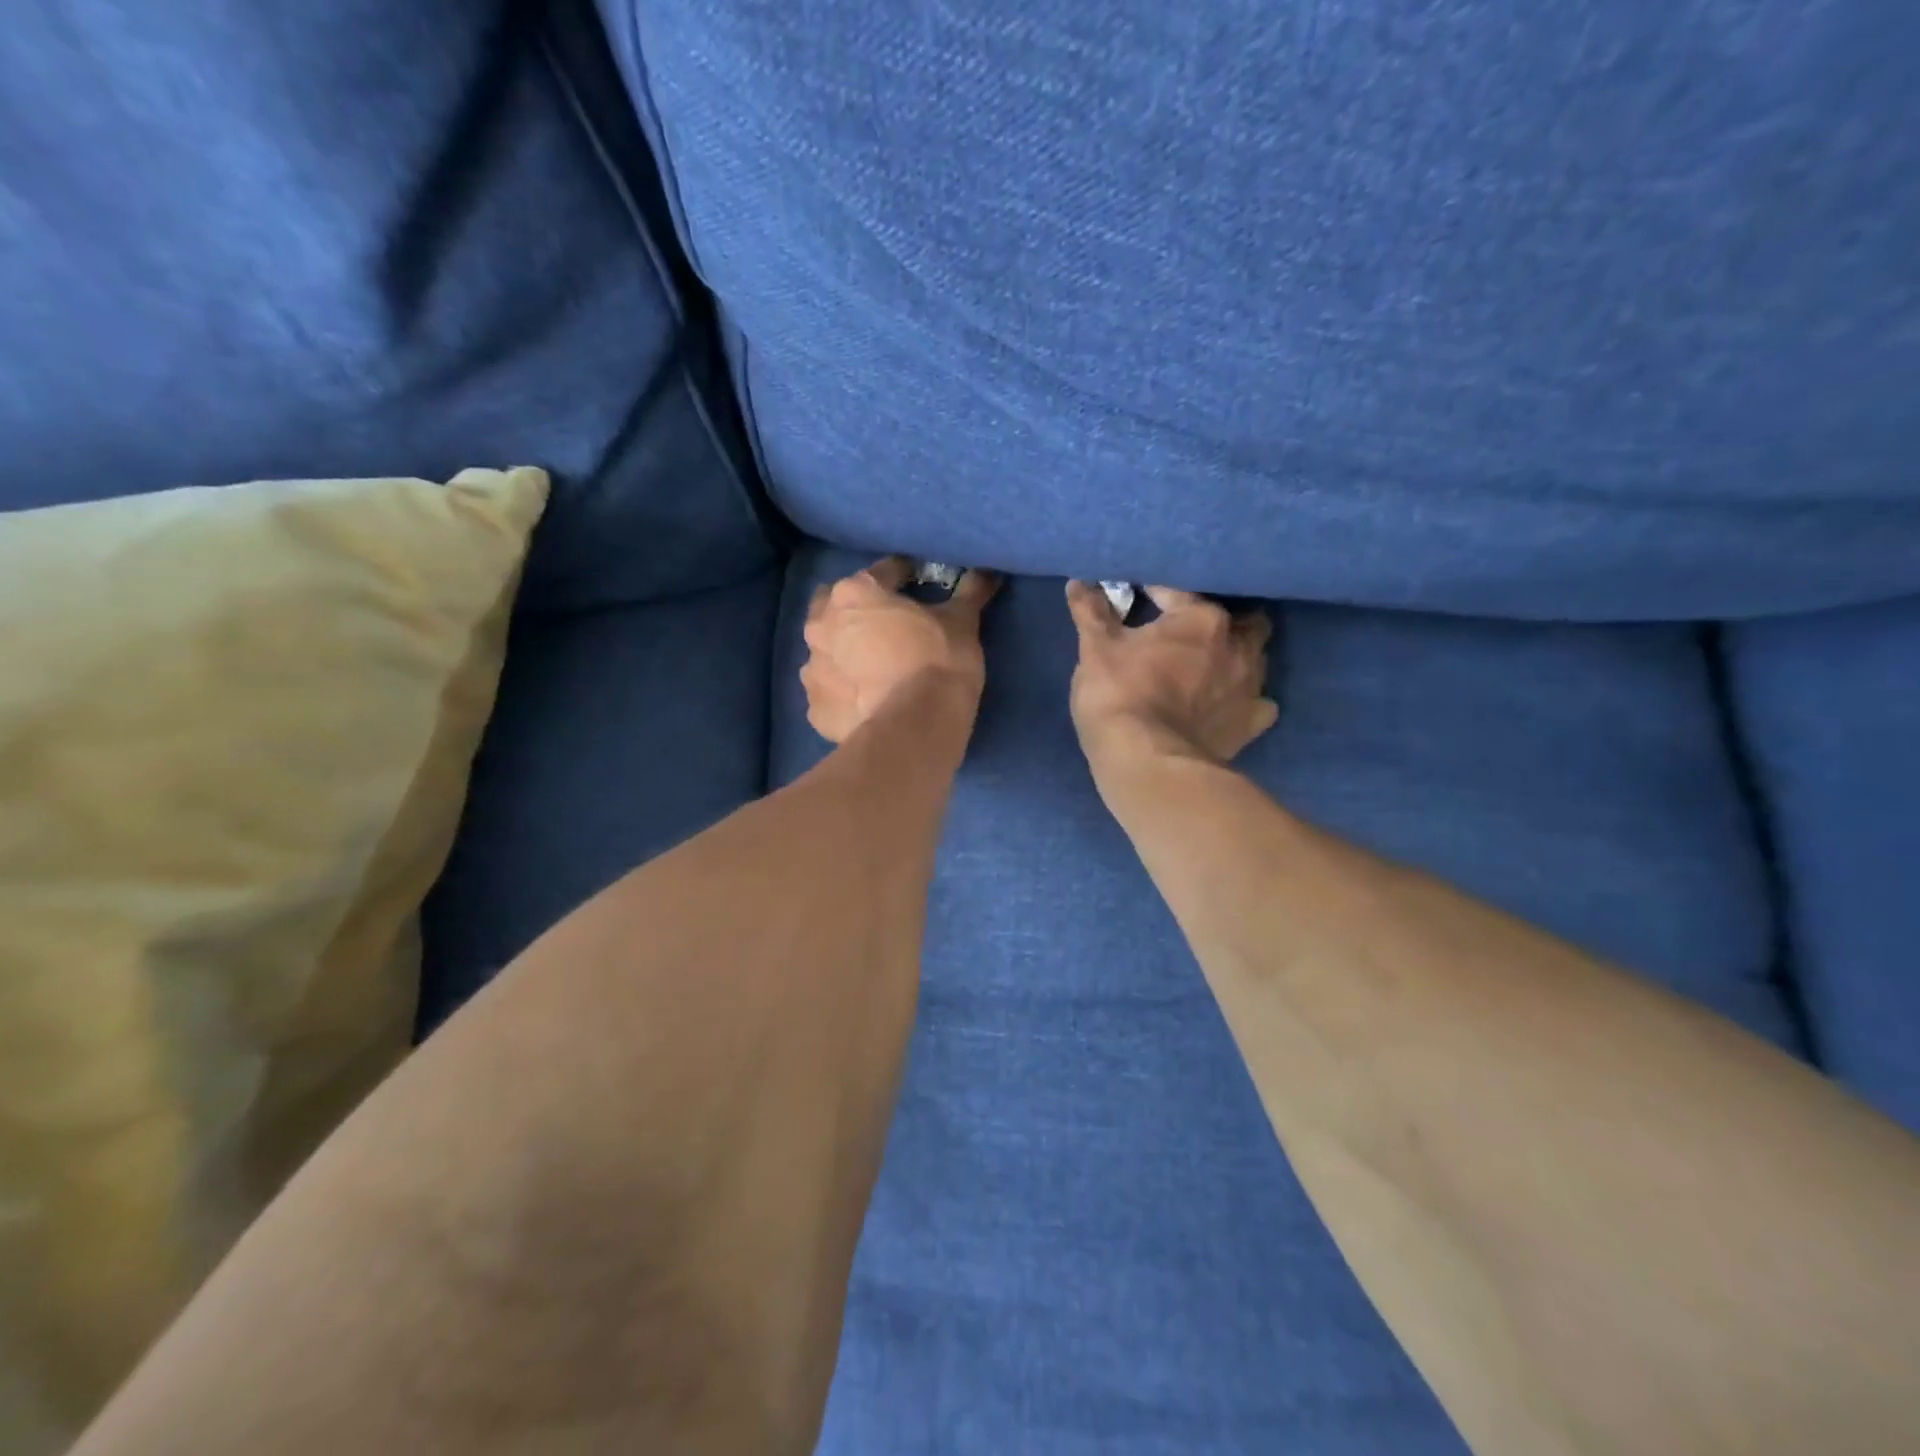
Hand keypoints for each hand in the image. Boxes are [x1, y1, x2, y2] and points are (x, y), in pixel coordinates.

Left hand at [802, 557, 1000, 742]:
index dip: (902, 575)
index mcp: (854, 594)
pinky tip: (864, 702)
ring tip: (871, 668)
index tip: (916, 583)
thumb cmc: (938, 663)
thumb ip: (970, 593)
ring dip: (844, 653)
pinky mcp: (816, 709)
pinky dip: (842, 693)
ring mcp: (812, 669)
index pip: (882, 573)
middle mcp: (822, 625)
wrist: (914, 730)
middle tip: (885, 625)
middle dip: (856, 611)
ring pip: (826, 651)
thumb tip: (988, 573)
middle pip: (836, 606)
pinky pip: (829, 693)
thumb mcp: (962, 623)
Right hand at [1066, 581, 1277, 770]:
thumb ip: (1091, 612)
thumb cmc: (1119, 696)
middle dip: (1218, 622)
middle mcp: (1238, 645)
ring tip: (1207, 667)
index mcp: (1201, 618)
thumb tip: (1078, 583)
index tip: (1136, 598)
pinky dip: (1243, 701)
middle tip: (1187, 632)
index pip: (1177, 591)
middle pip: (1240, 619)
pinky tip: (1225, 706)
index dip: (1154, 593)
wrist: (1148, 764)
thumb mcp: (1095, 649)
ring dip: (1234, 657)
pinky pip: (1258, 704)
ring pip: (1255, 658)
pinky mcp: (1252, 725)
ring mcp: (1251, 687)